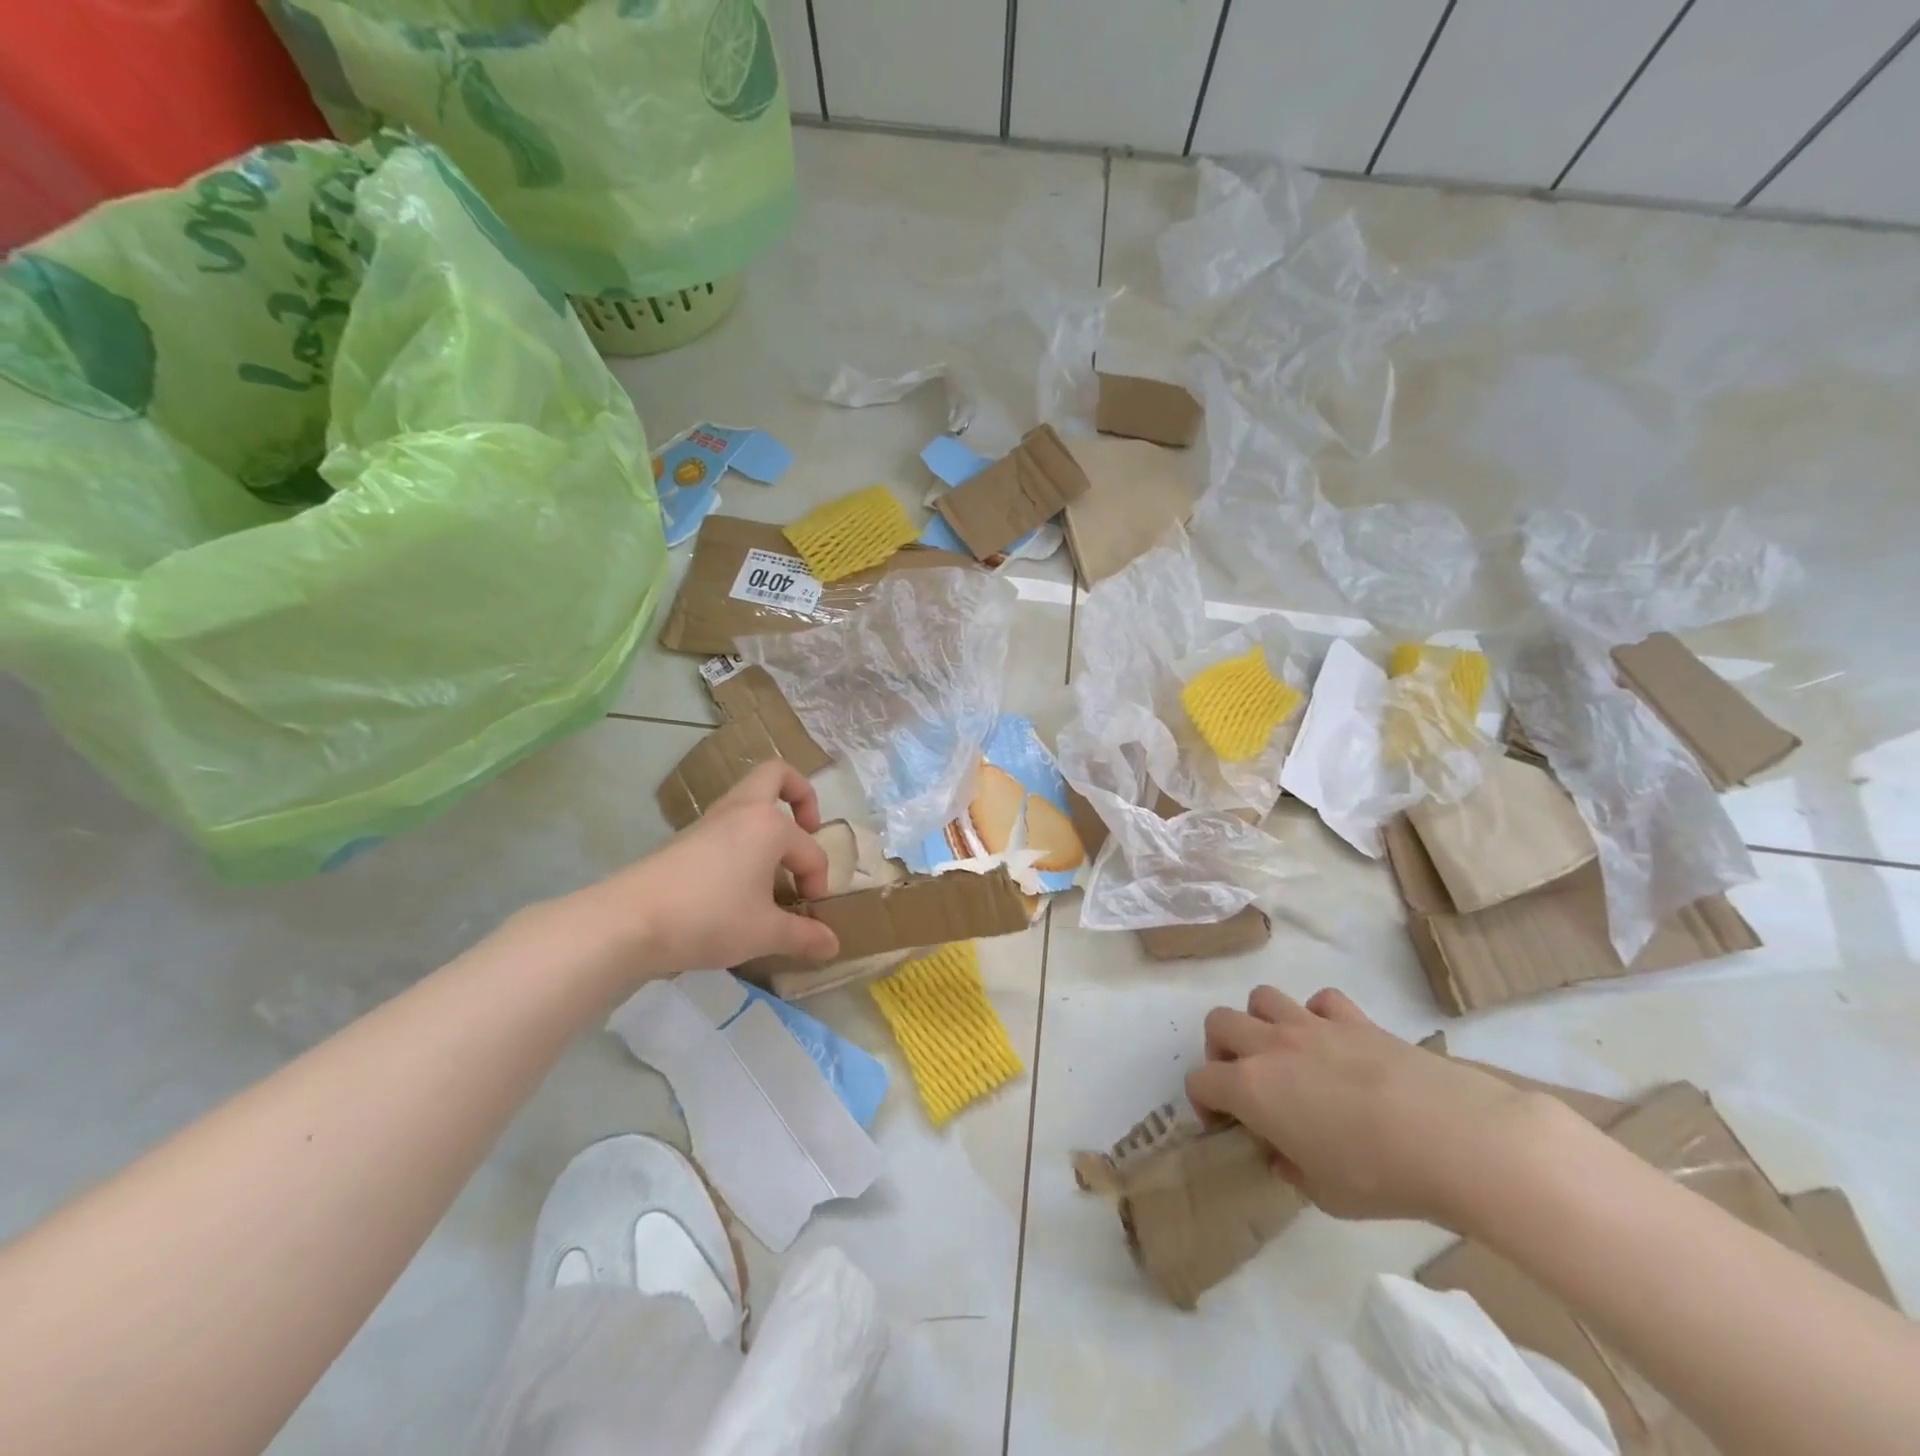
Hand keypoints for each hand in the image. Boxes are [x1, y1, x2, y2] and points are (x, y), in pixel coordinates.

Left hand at [567, 761, 840, 984]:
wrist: (629, 921)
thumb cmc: (709, 918)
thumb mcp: (764, 932)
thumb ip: (803, 935)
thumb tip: (834, 945)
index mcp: (769, 825)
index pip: (810, 851)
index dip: (818, 882)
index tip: (810, 914)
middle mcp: (742, 811)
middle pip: (777, 775)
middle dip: (801, 795)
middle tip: (808, 829)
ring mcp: (710, 821)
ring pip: (748, 798)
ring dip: (770, 818)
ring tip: (776, 861)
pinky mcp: (686, 838)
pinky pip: (728, 822)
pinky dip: (745, 837)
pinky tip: (742, 878)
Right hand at [1185, 987, 1550, 1227]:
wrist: (1453, 1139)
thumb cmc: (1380, 1176)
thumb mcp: (1325, 1195)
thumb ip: (1291, 1169)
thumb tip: (1283, 1155)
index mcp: (1251, 1089)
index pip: (1201, 1081)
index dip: (1204, 1103)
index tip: (1225, 1126)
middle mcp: (1271, 1046)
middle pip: (1219, 1022)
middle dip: (1221, 1050)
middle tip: (1246, 1082)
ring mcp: (1311, 1025)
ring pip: (1262, 998)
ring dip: (1262, 1022)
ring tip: (1285, 1054)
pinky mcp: (1353, 1018)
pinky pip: (1320, 1001)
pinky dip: (1318, 1017)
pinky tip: (1336, 1044)